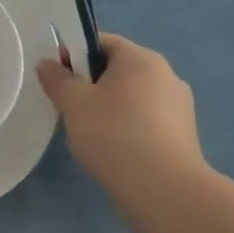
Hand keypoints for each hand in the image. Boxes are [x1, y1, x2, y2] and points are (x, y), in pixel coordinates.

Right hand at [35, 34, 209, 205]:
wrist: (163, 190)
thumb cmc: (114, 134)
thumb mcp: (73, 103)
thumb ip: (57, 78)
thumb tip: (48, 64)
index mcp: (141, 58)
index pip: (103, 42)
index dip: (75, 54)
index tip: (59, 79)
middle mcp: (167, 74)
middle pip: (120, 69)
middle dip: (93, 84)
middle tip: (71, 109)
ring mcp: (180, 106)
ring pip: (134, 96)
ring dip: (112, 107)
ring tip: (93, 135)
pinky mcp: (185, 135)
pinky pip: (148, 120)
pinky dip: (130, 128)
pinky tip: (117, 151)